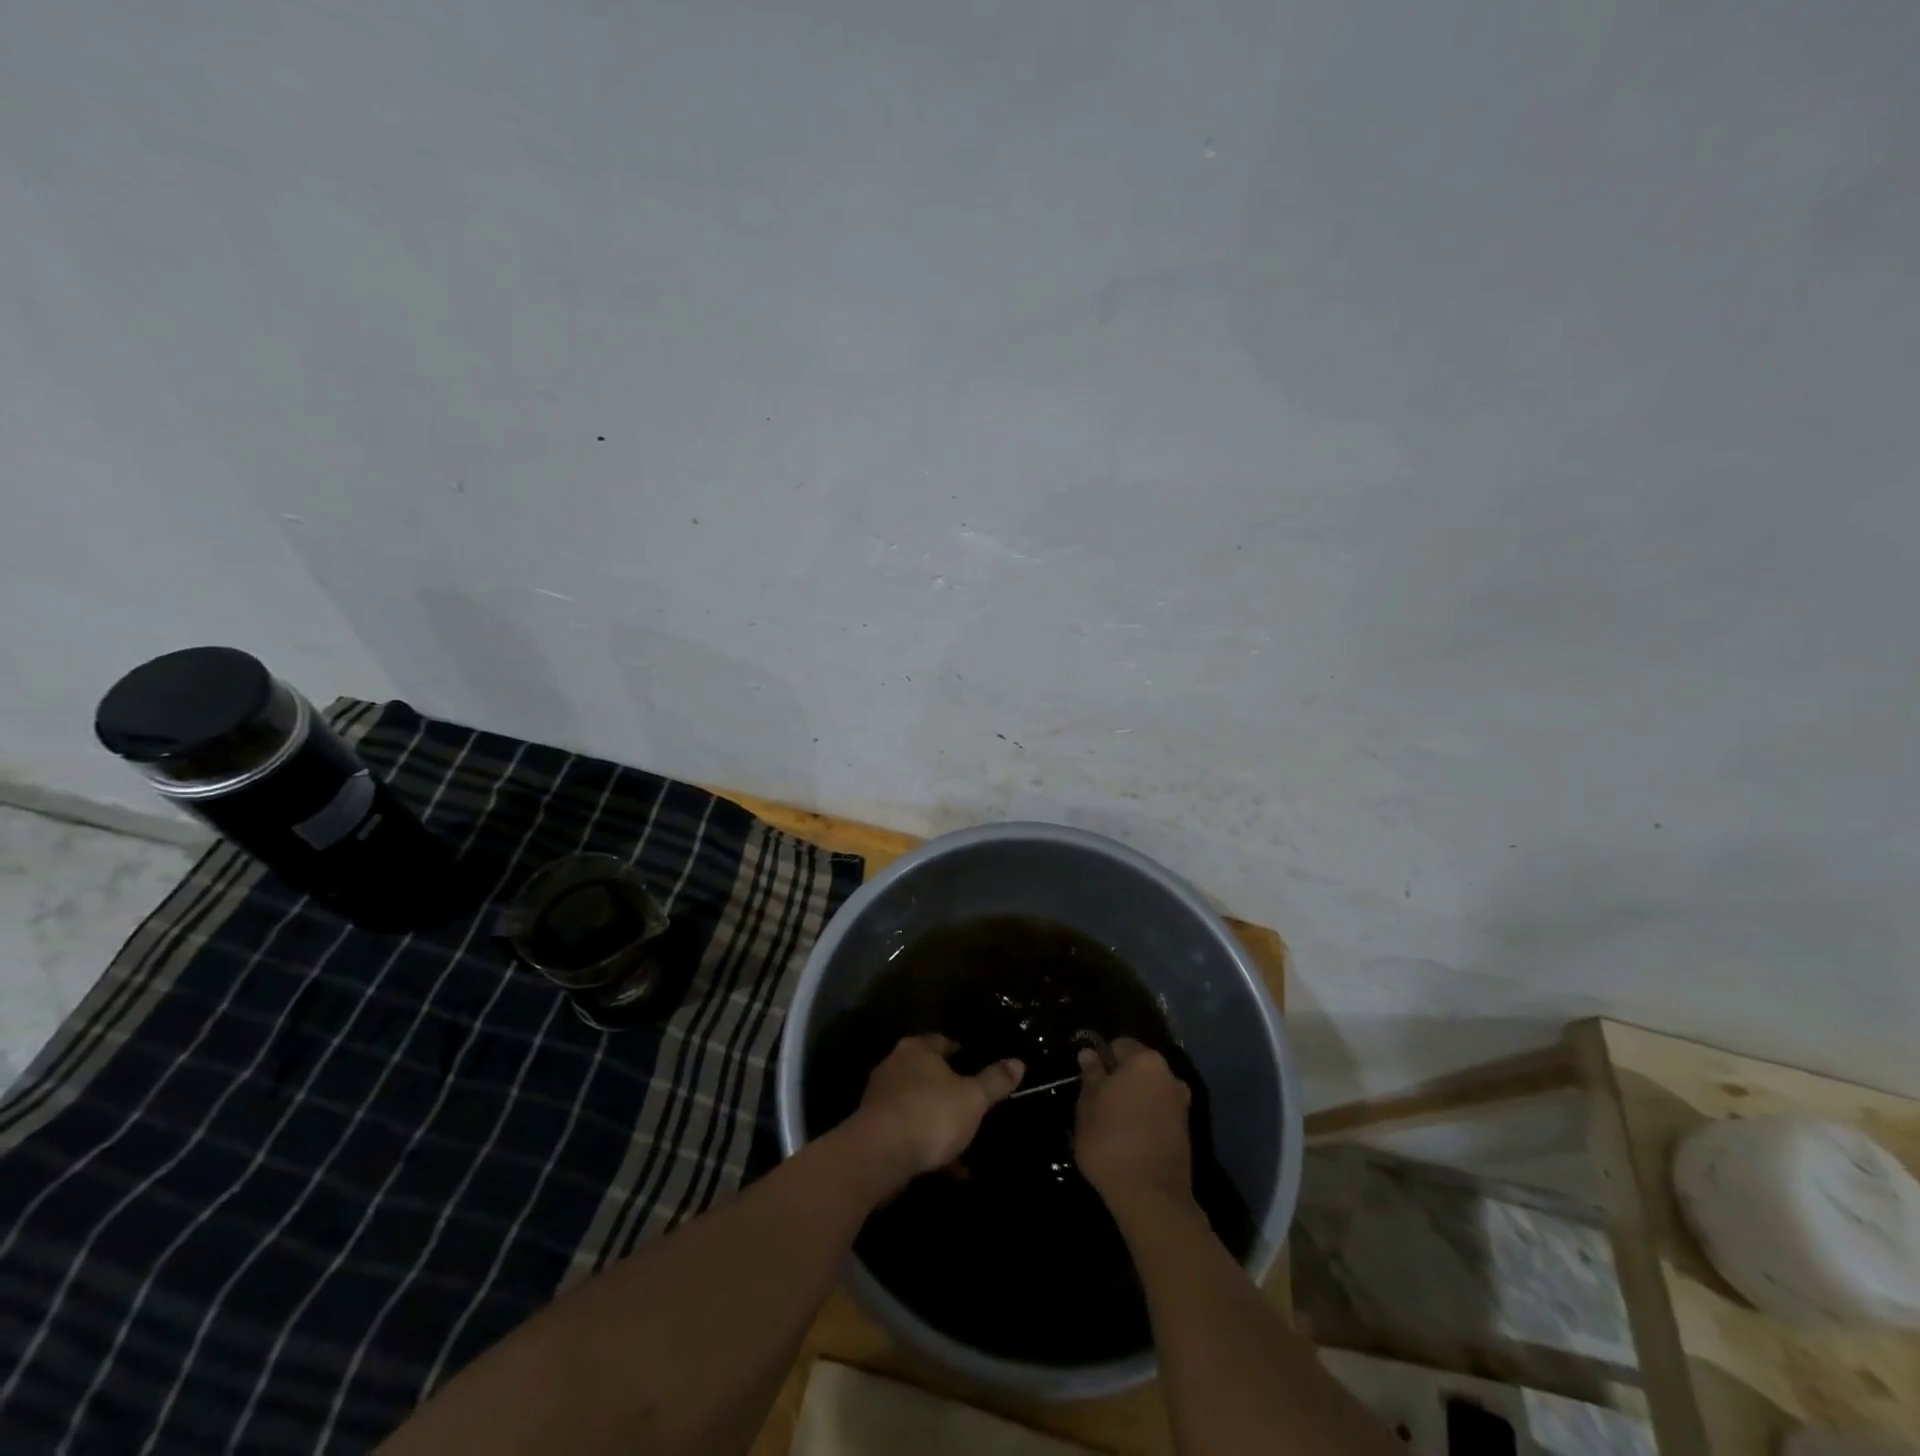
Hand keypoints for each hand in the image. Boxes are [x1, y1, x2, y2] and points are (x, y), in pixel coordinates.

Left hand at [847, 1035, 1023, 1188]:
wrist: (879, 1155)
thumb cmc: (930, 1114)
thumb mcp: (973, 1098)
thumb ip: (995, 1081)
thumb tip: (1018, 1062)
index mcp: (917, 1049)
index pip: (942, 1042)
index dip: (960, 1053)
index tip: (975, 1065)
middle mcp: (895, 1066)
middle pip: (927, 1073)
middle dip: (949, 1090)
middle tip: (971, 1104)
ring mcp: (880, 1098)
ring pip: (918, 1105)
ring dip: (938, 1122)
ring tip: (964, 1142)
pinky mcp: (873, 1129)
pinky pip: (907, 1132)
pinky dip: (926, 1146)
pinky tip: (948, 1169)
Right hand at [1074, 1037, 1194, 1210]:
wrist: (1151, 1197)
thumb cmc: (1111, 1141)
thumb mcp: (1088, 1105)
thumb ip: (1091, 1075)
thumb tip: (1089, 1053)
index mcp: (1145, 1061)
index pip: (1119, 1045)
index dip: (1101, 1058)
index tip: (1088, 1080)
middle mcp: (1169, 1076)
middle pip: (1137, 1068)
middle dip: (1119, 1080)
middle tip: (1096, 1102)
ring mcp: (1180, 1105)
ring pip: (1149, 1091)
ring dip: (1133, 1100)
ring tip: (1111, 1124)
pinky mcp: (1185, 1132)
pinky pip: (1158, 1113)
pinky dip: (1144, 1119)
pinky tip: (1128, 1139)